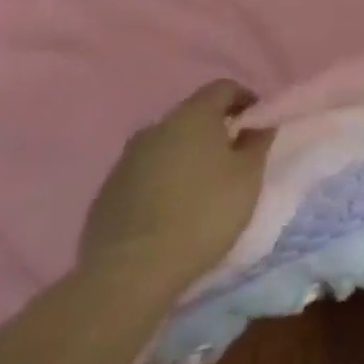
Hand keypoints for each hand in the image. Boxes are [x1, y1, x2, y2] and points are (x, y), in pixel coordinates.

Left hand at [78, 82, 273, 294]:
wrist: (129, 275)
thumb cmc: (203, 214)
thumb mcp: (249, 176)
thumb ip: (257, 142)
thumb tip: (258, 125)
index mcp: (192, 117)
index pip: (223, 88)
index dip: (245, 99)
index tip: (257, 124)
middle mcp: (154, 129)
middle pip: (191, 116)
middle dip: (215, 130)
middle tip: (233, 157)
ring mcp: (124, 162)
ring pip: (165, 146)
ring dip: (186, 156)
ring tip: (202, 187)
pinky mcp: (104, 195)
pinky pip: (143, 175)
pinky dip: (161, 181)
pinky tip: (171, 211)